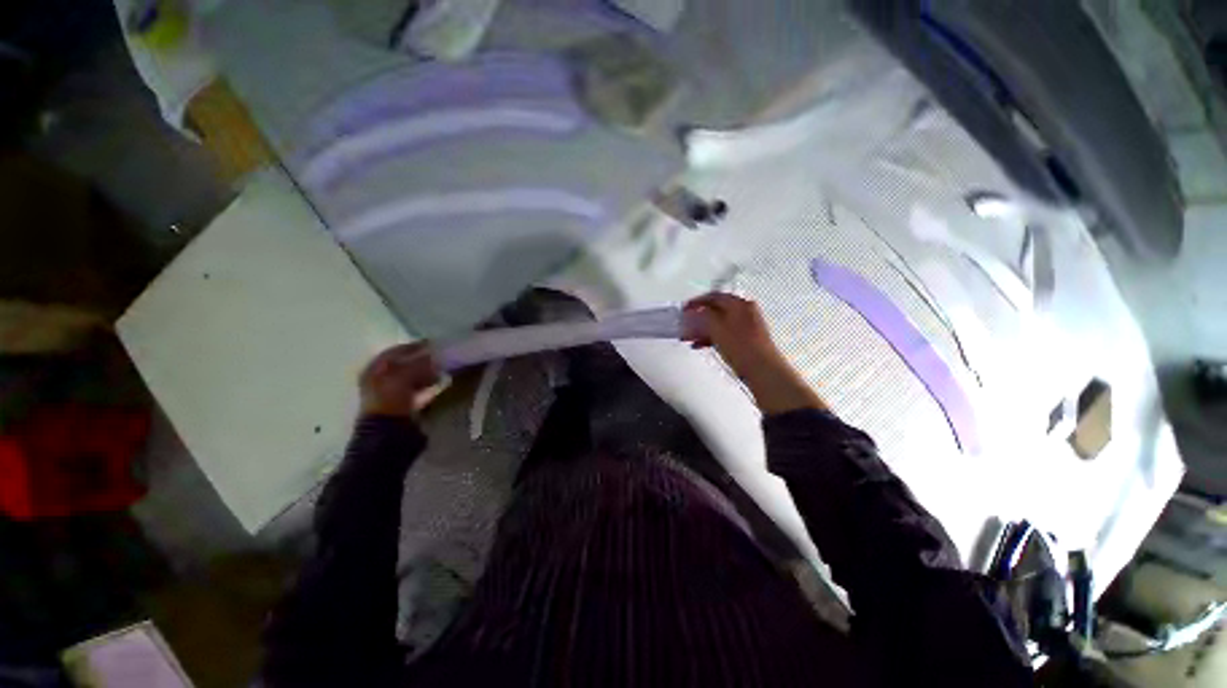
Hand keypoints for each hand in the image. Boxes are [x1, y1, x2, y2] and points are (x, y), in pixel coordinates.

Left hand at [359, 342, 442, 418]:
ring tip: (440, 370)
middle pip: (403, 363)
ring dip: (425, 372)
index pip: (395, 351)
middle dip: (421, 360)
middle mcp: (377, 378)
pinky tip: (437, 383)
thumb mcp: (405, 374)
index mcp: (373, 368)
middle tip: (438, 357)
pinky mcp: (399, 404)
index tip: (432, 344)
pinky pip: (415, 389)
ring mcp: (388, 392)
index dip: (413, 346)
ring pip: (409, 376)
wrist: (388, 428)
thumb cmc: (392, 397)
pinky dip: (426, 384)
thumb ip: (419, 362)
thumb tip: (433, 353)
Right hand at [684, 292, 826, 414]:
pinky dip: (712, 337)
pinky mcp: (746, 339)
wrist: (763, 370)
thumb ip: (706, 315)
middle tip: (685, 324)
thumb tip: (698, 310)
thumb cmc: (739, 346)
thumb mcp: (718, 328)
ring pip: (719, 323)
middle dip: (698, 317)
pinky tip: (700, 345)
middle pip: (716, 310)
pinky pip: (724, 333)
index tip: (684, 309)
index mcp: (740, 304)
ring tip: (688, 337)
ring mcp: (747, 326)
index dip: (697, 301)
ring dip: (703, 329)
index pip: (714, 296)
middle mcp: (745, 311)